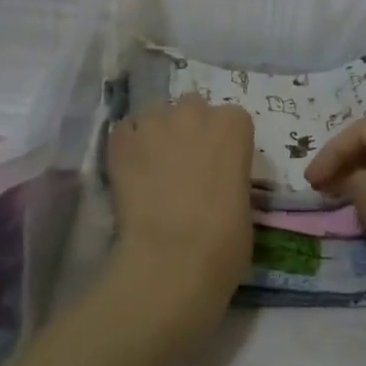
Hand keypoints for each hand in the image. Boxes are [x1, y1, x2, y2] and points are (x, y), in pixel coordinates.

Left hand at [105, 93, 253, 322]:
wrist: (173, 258)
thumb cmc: (225, 240)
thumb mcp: (244, 202)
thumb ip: (230, 177)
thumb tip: (215, 182)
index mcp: (234, 125)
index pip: (232, 119)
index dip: (224, 142)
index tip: (219, 165)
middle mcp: (195, 113)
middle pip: (192, 107)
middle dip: (190, 128)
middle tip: (186, 164)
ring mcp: (155, 123)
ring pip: (155, 115)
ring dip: (157, 134)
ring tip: (152, 167)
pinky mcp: (121, 142)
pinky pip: (124, 131)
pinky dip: (128, 145)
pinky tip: (130, 171)